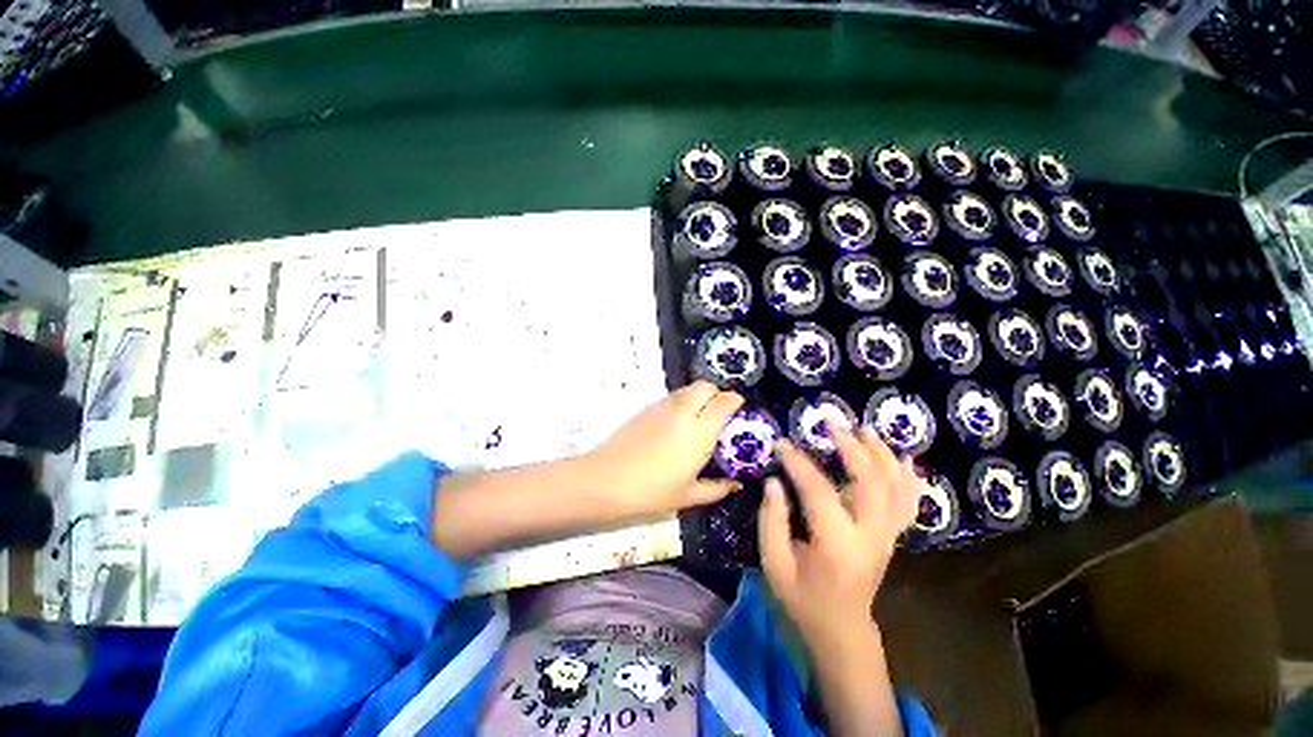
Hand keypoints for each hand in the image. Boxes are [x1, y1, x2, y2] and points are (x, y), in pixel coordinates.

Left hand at [583, 381, 744, 516]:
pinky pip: (671, 397)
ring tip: (697, 417)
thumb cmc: (651, 492)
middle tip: (718, 411)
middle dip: (716, 393)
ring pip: (687, 389)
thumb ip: (717, 488)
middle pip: (706, 386)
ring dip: (698, 396)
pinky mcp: (646, 408)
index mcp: (699, 431)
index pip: (724, 401)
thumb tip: (736, 484)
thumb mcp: (688, 496)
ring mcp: (662, 407)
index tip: (739, 408)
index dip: (735, 400)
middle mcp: (683, 412)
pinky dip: (681, 402)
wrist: (605, 480)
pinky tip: (675, 424)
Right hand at [758, 424, 921, 647]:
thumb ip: (771, 520)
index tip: (782, 442)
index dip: (799, 463)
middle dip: (852, 446)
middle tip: (831, 422)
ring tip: (863, 428)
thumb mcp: (775, 564)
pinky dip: (908, 476)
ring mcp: (887, 535)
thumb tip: (775, 481)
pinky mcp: (892, 536)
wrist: (842, 629)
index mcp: (836, 544)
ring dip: (881, 453)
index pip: (818, 491)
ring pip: (895, 486)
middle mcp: (870, 535)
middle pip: (870, 481)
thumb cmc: (803, 598)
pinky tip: (902, 457)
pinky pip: (908, 502)